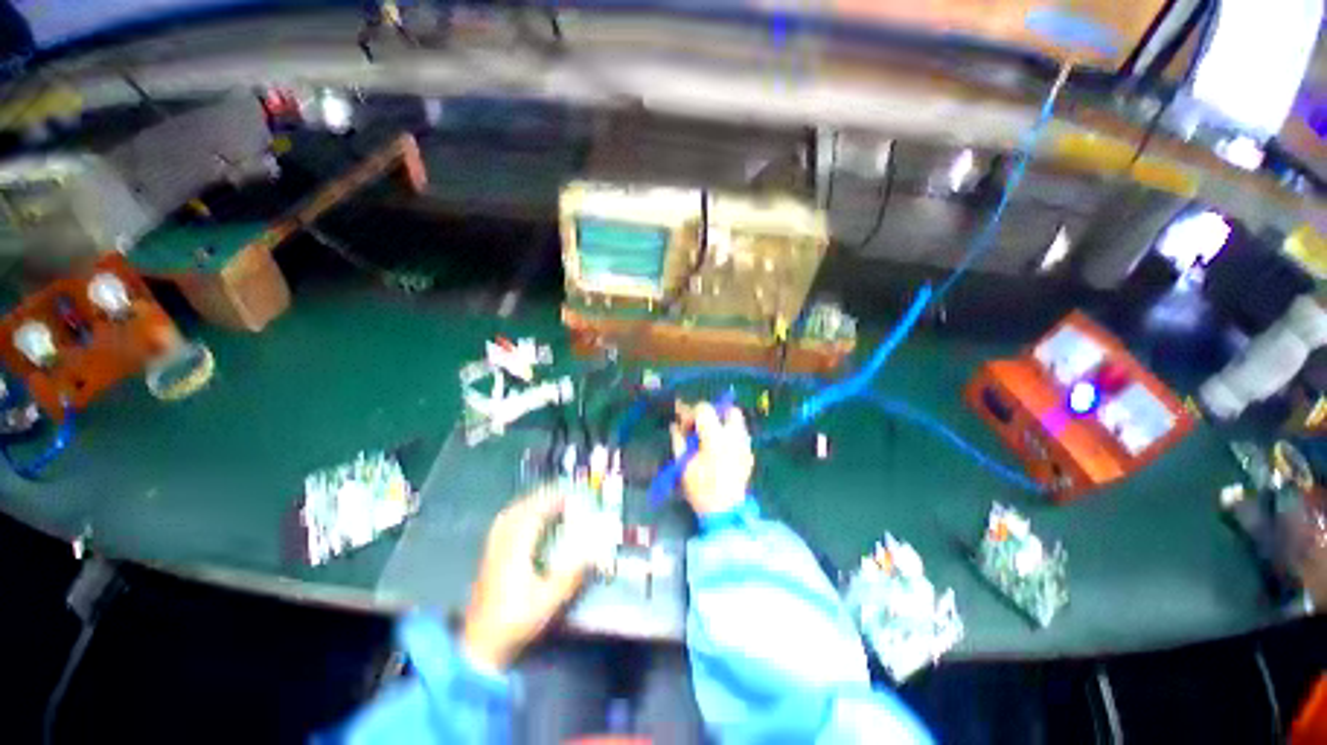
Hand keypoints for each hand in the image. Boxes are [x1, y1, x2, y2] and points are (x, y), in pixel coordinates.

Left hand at [462, 490, 587, 671]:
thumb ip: (571, 576)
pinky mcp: (488, 557)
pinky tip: (523, 520)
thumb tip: (592, 555)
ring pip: (508, 515)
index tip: (569, 495)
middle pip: (519, 509)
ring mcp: (492, 550)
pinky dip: (516, 514)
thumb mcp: (548, 601)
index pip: (533, 514)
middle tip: (560, 494)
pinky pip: (502, 524)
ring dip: (527, 503)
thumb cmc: (515, 621)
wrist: (479, 645)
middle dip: (540, 497)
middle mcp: (501, 544)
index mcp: (515, 551)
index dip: (551, 501)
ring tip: (545, 502)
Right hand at [671, 400, 753, 516]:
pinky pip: (741, 433)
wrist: (725, 511)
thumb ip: (679, 440)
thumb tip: (675, 425)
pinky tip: (720, 446)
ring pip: (738, 420)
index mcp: (715, 437)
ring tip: (711, 433)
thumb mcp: (684, 464)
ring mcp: (745, 444)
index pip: (704, 409)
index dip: (691, 412)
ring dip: (723, 421)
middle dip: (714, 412)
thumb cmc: (701, 488)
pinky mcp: (750, 453)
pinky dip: (730, 433)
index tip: (684, 424)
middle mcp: (734, 436)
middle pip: (728, 410)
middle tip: (701, 424)